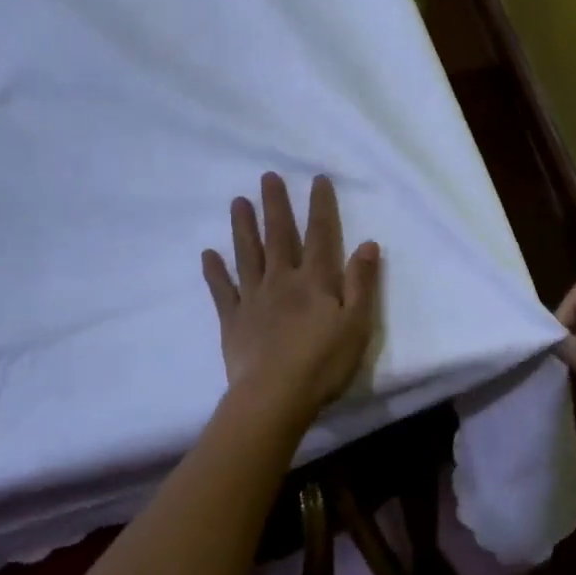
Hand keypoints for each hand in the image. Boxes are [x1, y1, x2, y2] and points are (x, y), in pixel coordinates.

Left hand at [202, 173, 379, 429]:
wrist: (275, 397)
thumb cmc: (323, 363)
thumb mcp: (357, 324)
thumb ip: (361, 283)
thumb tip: (367, 243)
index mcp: (315, 281)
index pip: (321, 235)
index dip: (320, 206)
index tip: (317, 179)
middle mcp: (282, 280)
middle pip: (279, 236)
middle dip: (276, 205)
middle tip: (267, 177)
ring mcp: (254, 298)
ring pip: (248, 254)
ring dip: (243, 227)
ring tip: (237, 201)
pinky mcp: (233, 320)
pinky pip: (223, 291)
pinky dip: (215, 271)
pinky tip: (208, 254)